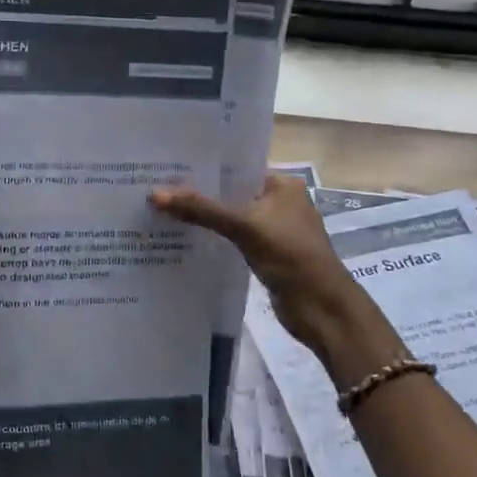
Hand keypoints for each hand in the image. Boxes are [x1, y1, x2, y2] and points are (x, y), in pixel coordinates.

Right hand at [150, 174, 395, 382]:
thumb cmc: (290, 256)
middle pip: (231, 193)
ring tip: (162, 210)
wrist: (322, 309)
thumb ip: (201, 209)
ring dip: (204, 217)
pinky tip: (183, 237)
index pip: (237, 168)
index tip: (168, 167)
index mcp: (282, 184)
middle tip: (157, 187)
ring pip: (230, 217)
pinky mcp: (265, 254)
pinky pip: (232, 239)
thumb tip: (155, 194)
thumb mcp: (244, 226)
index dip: (205, 168)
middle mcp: (279, 202)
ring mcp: (273, 230)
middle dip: (199, 193)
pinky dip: (213, 238)